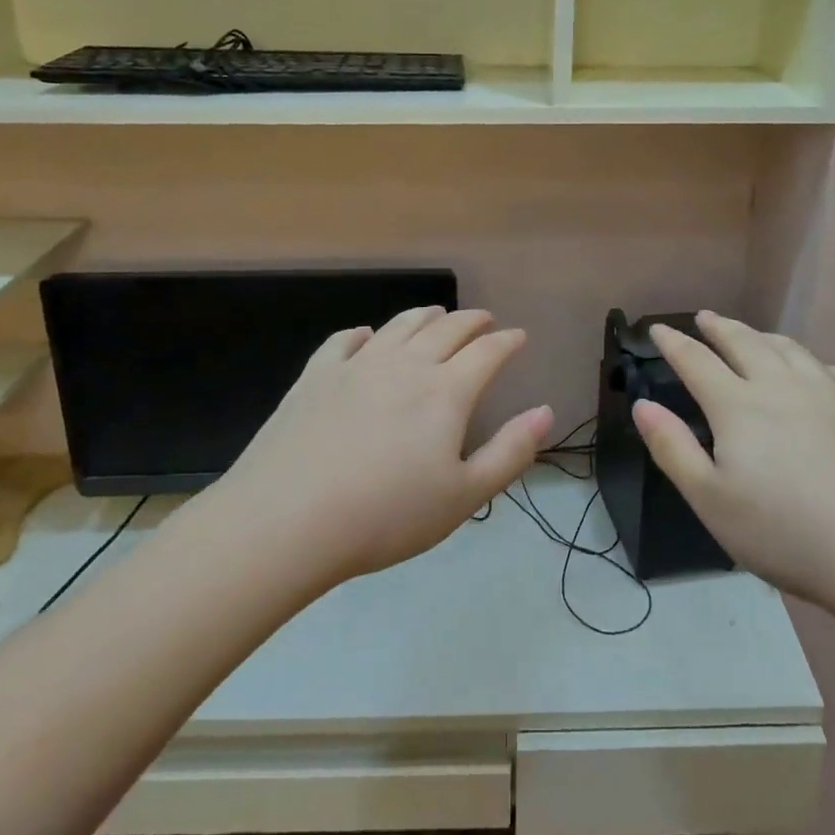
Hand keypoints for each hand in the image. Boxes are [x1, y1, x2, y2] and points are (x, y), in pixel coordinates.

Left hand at [213, 306, 551, 587]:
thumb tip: (546, 412)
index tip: (518, 336)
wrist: (288, 520)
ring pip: (399, 327)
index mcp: (446, 391)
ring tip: (436, 314)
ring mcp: (357, 366)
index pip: (487, 353)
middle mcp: (405, 365)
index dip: (507, 342)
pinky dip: (364, 333)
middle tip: (484, 319)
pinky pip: (344, 341)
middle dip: (471, 321)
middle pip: (446, 329)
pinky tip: (366, 336)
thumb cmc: (387, 515)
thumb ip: (510, 452)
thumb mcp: (464, 496)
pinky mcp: (316, 376)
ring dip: (424, 316)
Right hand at [633, 311, 834, 606]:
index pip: (696, 361)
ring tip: (752, 335)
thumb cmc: (787, 533)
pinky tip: (815, 371)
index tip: (658, 330)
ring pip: (789, 350)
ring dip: (763, 337)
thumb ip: (673, 449)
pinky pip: (833, 370)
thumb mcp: (711, 501)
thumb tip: (642, 405)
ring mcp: (830, 392)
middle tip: (705, 318)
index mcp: (738, 406)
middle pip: (744, 343)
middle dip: (719, 327)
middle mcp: (781, 386)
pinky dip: (812, 362)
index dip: (673, 344)